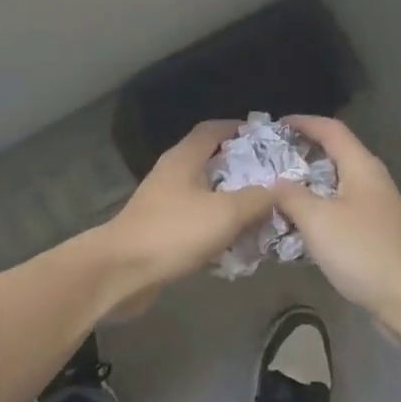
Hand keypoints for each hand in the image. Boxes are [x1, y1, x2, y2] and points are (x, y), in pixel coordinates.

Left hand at [95, 120, 275, 305]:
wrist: (121, 272)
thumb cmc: (174, 232)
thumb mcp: (226, 213)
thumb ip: (257, 199)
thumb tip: (279, 190)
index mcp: (184, 158)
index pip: (213, 129)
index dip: (239, 129)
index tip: (268, 139)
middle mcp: (172, 174)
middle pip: (211, 162)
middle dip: (242, 170)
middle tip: (273, 181)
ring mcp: (163, 203)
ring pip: (205, 194)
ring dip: (231, 202)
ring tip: (261, 214)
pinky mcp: (160, 231)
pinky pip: (196, 221)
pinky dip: (216, 228)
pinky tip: (236, 245)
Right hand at [273, 116, 400, 330]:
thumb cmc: (364, 252)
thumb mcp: (318, 220)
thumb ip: (292, 196)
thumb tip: (276, 182)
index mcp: (361, 167)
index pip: (331, 129)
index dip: (303, 122)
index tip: (274, 126)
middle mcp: (371, 180)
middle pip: (334, 154)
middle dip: (301, 154)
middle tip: (267, 160)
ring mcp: (375, 208)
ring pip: (335, 185)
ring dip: (307, 185)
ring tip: (275, 192)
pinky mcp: (374, 233)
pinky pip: (339, 210)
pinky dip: (317, 210)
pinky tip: (297, 225)